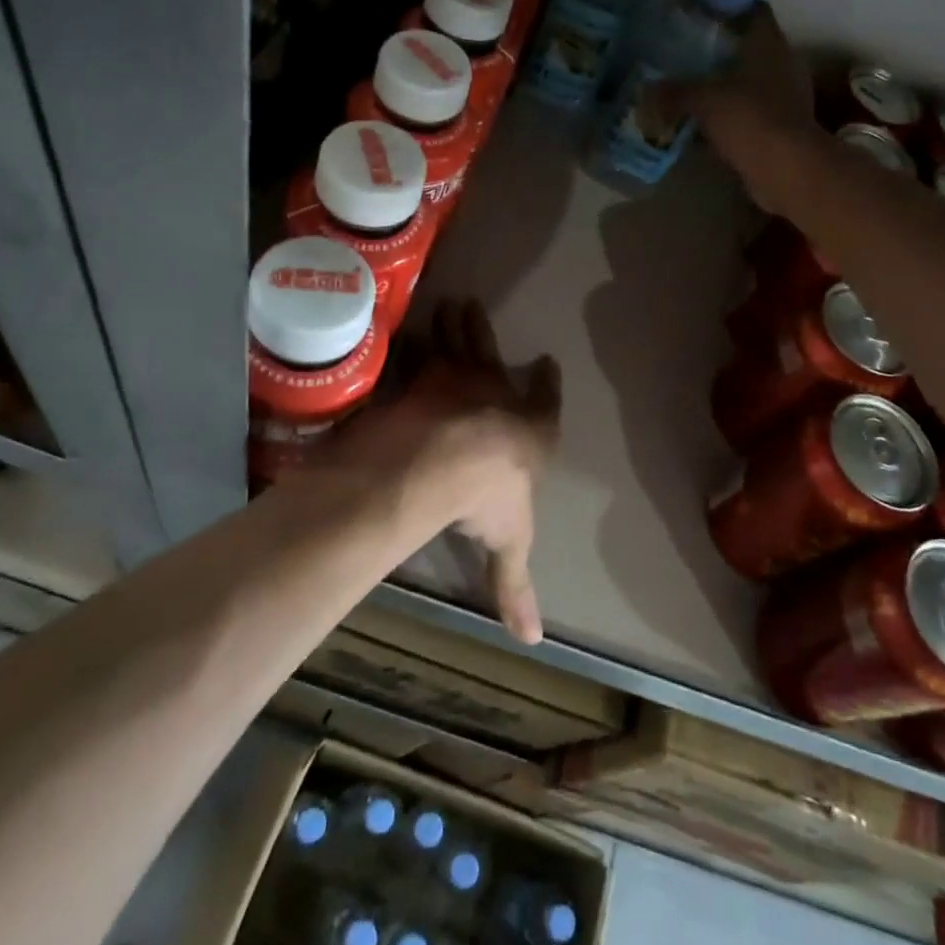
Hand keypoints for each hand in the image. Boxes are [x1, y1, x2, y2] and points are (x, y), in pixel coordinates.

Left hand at [334, 300, 560, 643]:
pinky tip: (398, 330)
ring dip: (454, 324)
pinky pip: (414, 352)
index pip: (545, 402)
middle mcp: (496, 395)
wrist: (447, 459)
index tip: (547, 363)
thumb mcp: (509, 545)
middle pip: (493, 356)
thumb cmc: (490, 499)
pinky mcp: (420, 374)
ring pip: (458, 341)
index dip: (547, 385)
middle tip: (475, 308)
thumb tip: (533, 641)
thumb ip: (514, 586)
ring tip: (449, 303)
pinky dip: (408, 342)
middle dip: (485, 334)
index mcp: (529, 430)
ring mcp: (456, 378)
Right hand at [654, 6, 818, 209]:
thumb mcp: (704, 101)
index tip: (698, 12)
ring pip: (748, 80)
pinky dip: (728, 114)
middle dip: (718, 49)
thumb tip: (645, 92)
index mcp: (769, 44)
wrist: (788, 170)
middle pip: (748, 46)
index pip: (753, 9)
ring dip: (723, 84)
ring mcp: (784, 97)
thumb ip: (674, 92)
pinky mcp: (780, 126)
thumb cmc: (750, 120)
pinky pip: (748, 111)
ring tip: (689, 88)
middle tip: (684, 52)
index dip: (727, 5)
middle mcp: (781, 64)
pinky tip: (703, 123)